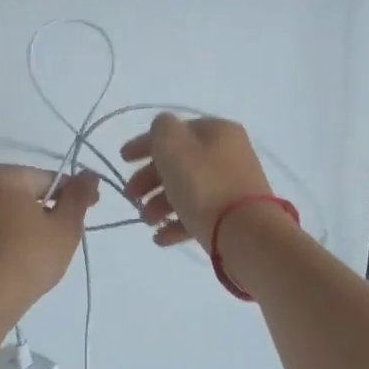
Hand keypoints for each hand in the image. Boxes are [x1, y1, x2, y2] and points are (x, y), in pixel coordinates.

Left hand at [0, 165, 98, 320]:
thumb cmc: (30, 256)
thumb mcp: (65, 226)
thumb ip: (79, 196)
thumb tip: (90, 174)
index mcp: (4, 176)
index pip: (51, 179)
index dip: (75, 194)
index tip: (92, 210)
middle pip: (32, 194)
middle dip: (54, 211)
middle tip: (72, 235)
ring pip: (18, 214)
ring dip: (37, 226)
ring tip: (51, 252)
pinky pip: (4, 230)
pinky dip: (20, 239)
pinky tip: (29, 260)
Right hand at [120, 114, 274, 250]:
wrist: (246, 233)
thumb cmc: (204, 185)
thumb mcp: (173, 146)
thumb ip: (161, 130)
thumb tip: (163, 130)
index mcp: (217, 131)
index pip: (174, 131)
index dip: (144, 143)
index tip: (122, 160)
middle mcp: (228, 154)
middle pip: (180, 162)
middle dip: (150, 179)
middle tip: (131, 196)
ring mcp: (233, 186)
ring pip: (188, 189)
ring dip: (160, 204)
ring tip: (147, 221)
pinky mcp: (234, 216)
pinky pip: (199, 214)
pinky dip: (177, 223)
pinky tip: (160, 238)